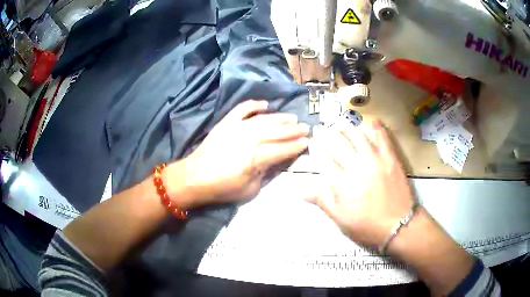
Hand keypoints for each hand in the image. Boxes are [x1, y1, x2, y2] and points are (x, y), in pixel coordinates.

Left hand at [166, 100, 309, 208]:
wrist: (195, 178)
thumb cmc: (223, 188)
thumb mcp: (250, 190)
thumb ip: (266, 174)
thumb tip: (276, 162)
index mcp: (256, 158)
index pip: (282, 149)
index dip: (296, 146)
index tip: (307, 142)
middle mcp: (249, 139)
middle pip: (277, 132)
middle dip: (294, 130)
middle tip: (306, 128)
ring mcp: (237, 127)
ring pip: (264, 119)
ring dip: (280, 118)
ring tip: (292, 118)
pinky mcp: (226, 122)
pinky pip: (243, 109)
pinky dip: (254, 105)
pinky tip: (265, 104)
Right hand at [306, 121, 413, 249]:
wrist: (399, 225)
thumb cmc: (367, 225)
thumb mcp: (341, 219)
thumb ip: (323, 201)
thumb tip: (302, 192)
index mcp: (342, 183)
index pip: (324, 160)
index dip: (316, 149)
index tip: (312, 141)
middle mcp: (356, 166)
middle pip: (338, 145)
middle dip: (327, 135)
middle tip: (321, 129)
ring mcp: (375, 159)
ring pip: (358, 137)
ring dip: (347, 129)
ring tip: (341, 125)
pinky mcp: (390, 158)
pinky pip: (382, 138)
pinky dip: (376, 128)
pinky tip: (371, 122)